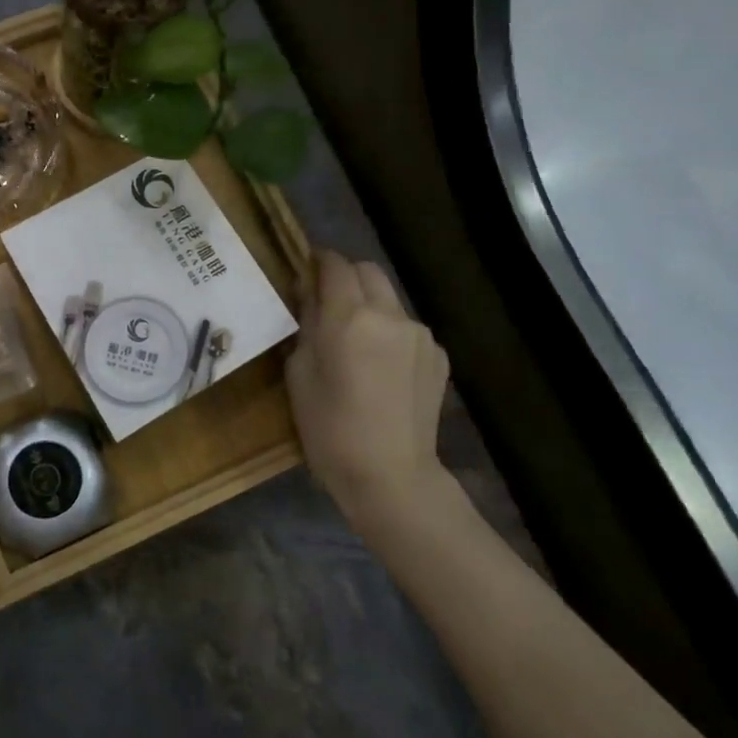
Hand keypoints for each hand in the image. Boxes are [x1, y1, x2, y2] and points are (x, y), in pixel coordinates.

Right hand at [285, 250, 451, 518]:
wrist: (391, 476)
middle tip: (327, 301)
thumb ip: (306, 324)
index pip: (335, 265)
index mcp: (349, 317)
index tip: (307, 269)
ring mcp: (420, 334)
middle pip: (368, 271)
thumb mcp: (299, 373)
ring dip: (370, 306)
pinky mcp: (438, 356)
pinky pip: (406, 329)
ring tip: (356, 341)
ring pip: (389, 300)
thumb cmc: (329, 429)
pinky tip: (381, 368)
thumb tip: (311, 294)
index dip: (319, 261)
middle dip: (346, 277)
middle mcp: (390, 314)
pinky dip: (390, 334)